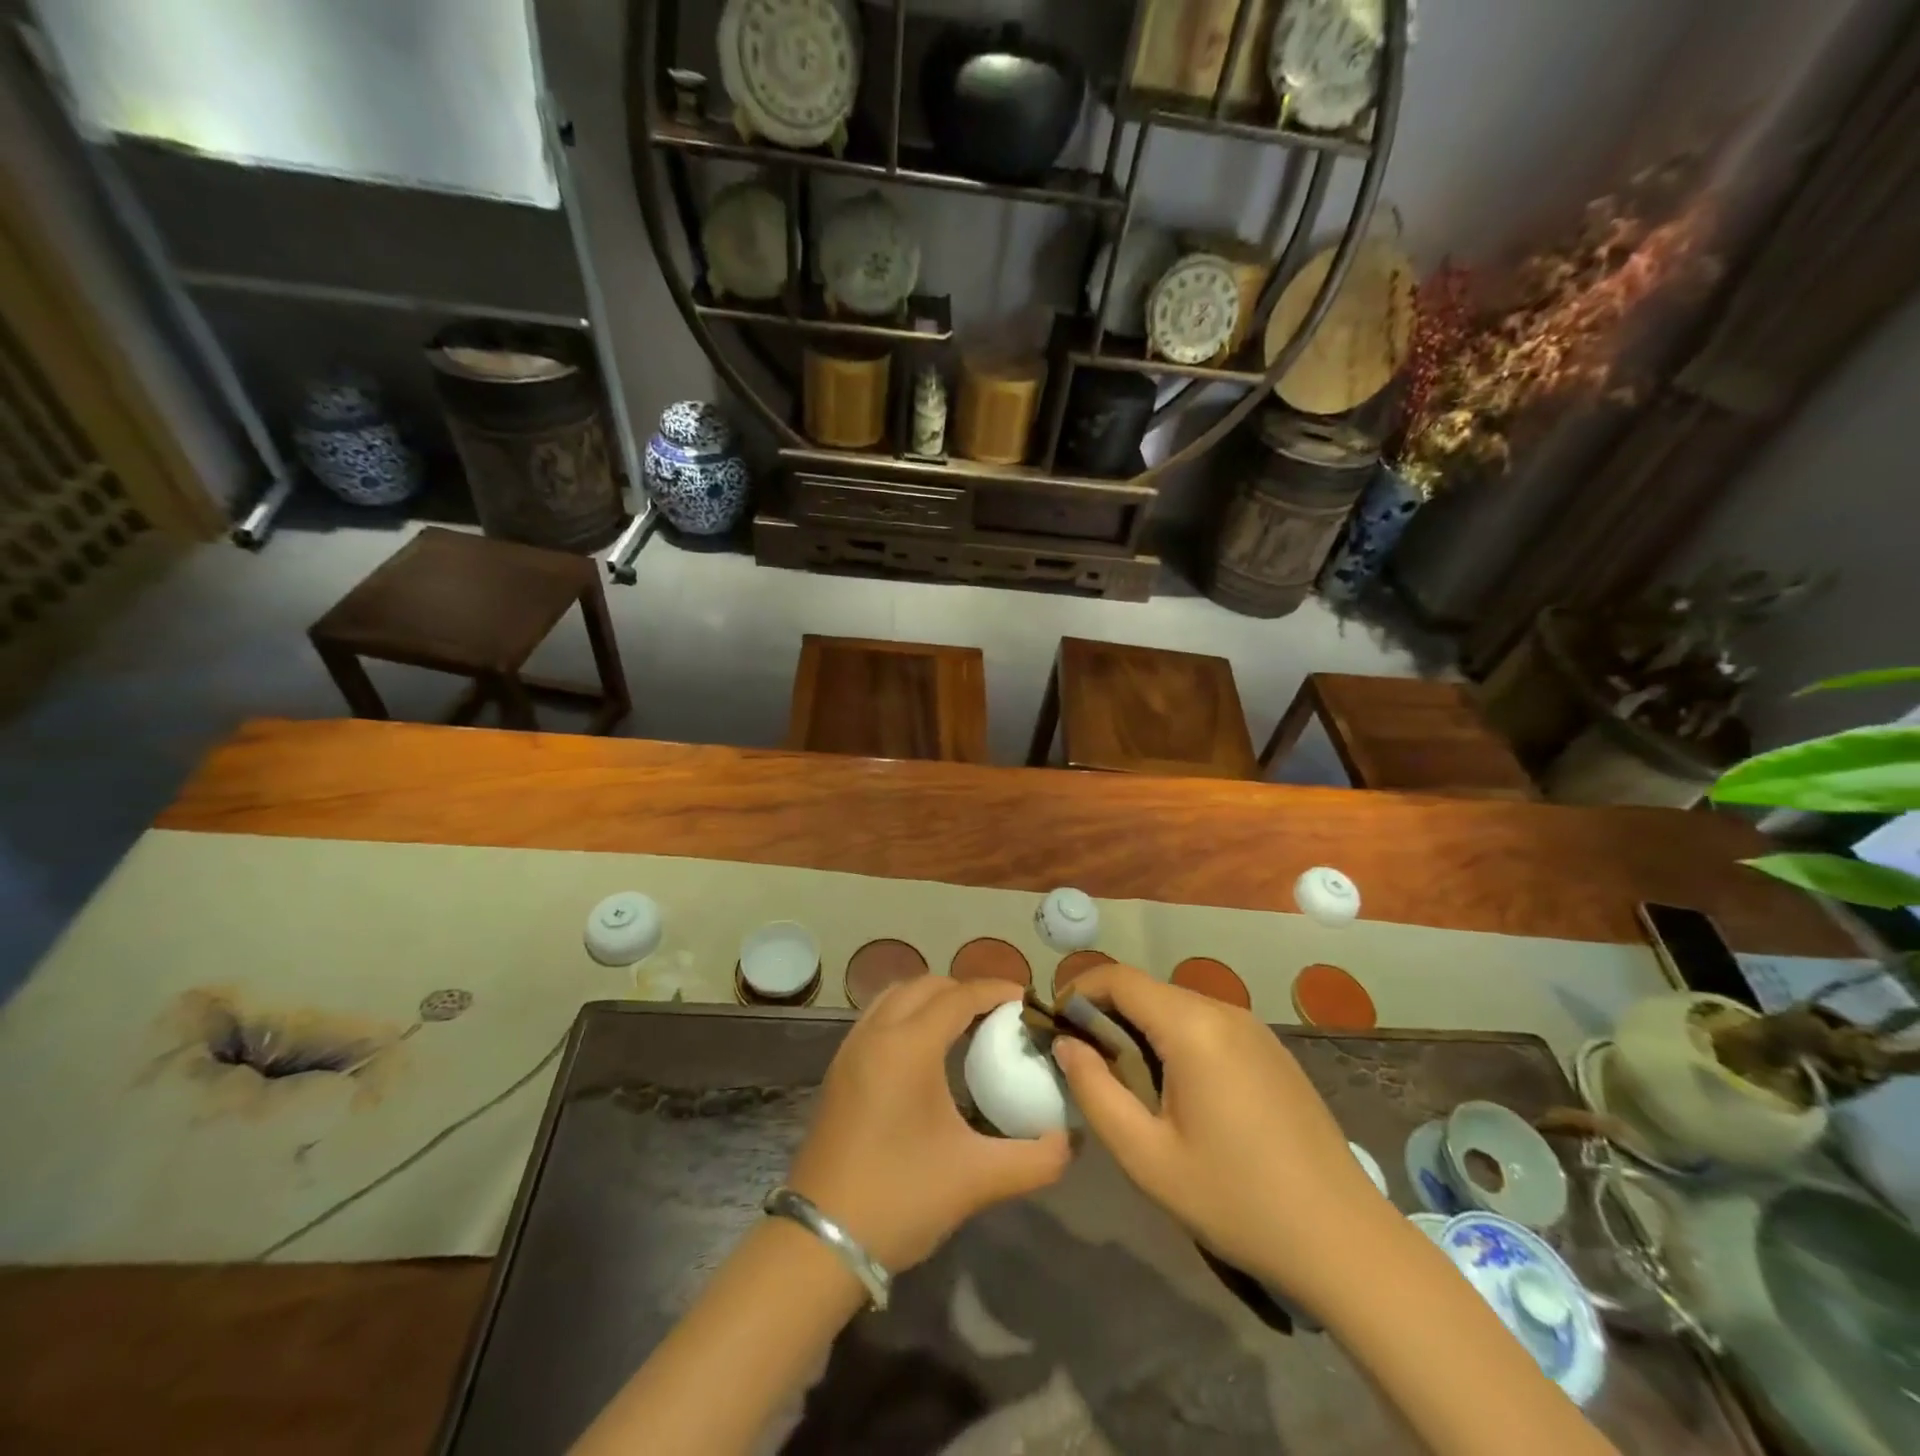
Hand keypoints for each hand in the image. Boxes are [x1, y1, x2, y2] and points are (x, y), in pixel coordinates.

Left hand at [787, 977, 1069, 1271]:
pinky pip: (877, 1018)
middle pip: (925, 986)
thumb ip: (1034, 1158)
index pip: (958, 996)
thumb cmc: (900, 1198)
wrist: (819, 1241)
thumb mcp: (977, 1179)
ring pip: (895, 996)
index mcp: (908, 1046)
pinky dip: (906, 1015)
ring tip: (964, 1026)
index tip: (1025, 998)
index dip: (994, 990)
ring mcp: (850, 1049)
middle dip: (964, 990)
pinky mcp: (838, 1070)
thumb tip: (1069, 1140)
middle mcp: (876, 1033)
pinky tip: (925, 1052)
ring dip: (931, 998)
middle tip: (998, 1015)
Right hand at [1052, 964, 1387, 1312]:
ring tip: (1124, 1078)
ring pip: (1177, 1006)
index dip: (1079, 992)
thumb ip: (1095, 1091)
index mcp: (1192, 1027)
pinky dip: (1175, 1038)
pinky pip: (1207, 1025)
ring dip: (1141, 1027)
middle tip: (1083, 1060)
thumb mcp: (1146, 1156)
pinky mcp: (1271, 1050)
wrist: (1344, 1241)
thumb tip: (1067, 1045)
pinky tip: (1176, 1089)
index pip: (1119, 978)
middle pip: (1148, 990)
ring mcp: (1254, 1028)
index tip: (1055, 1026)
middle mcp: (1224, 1011)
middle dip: (1106, 1013)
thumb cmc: (1236, 1199)